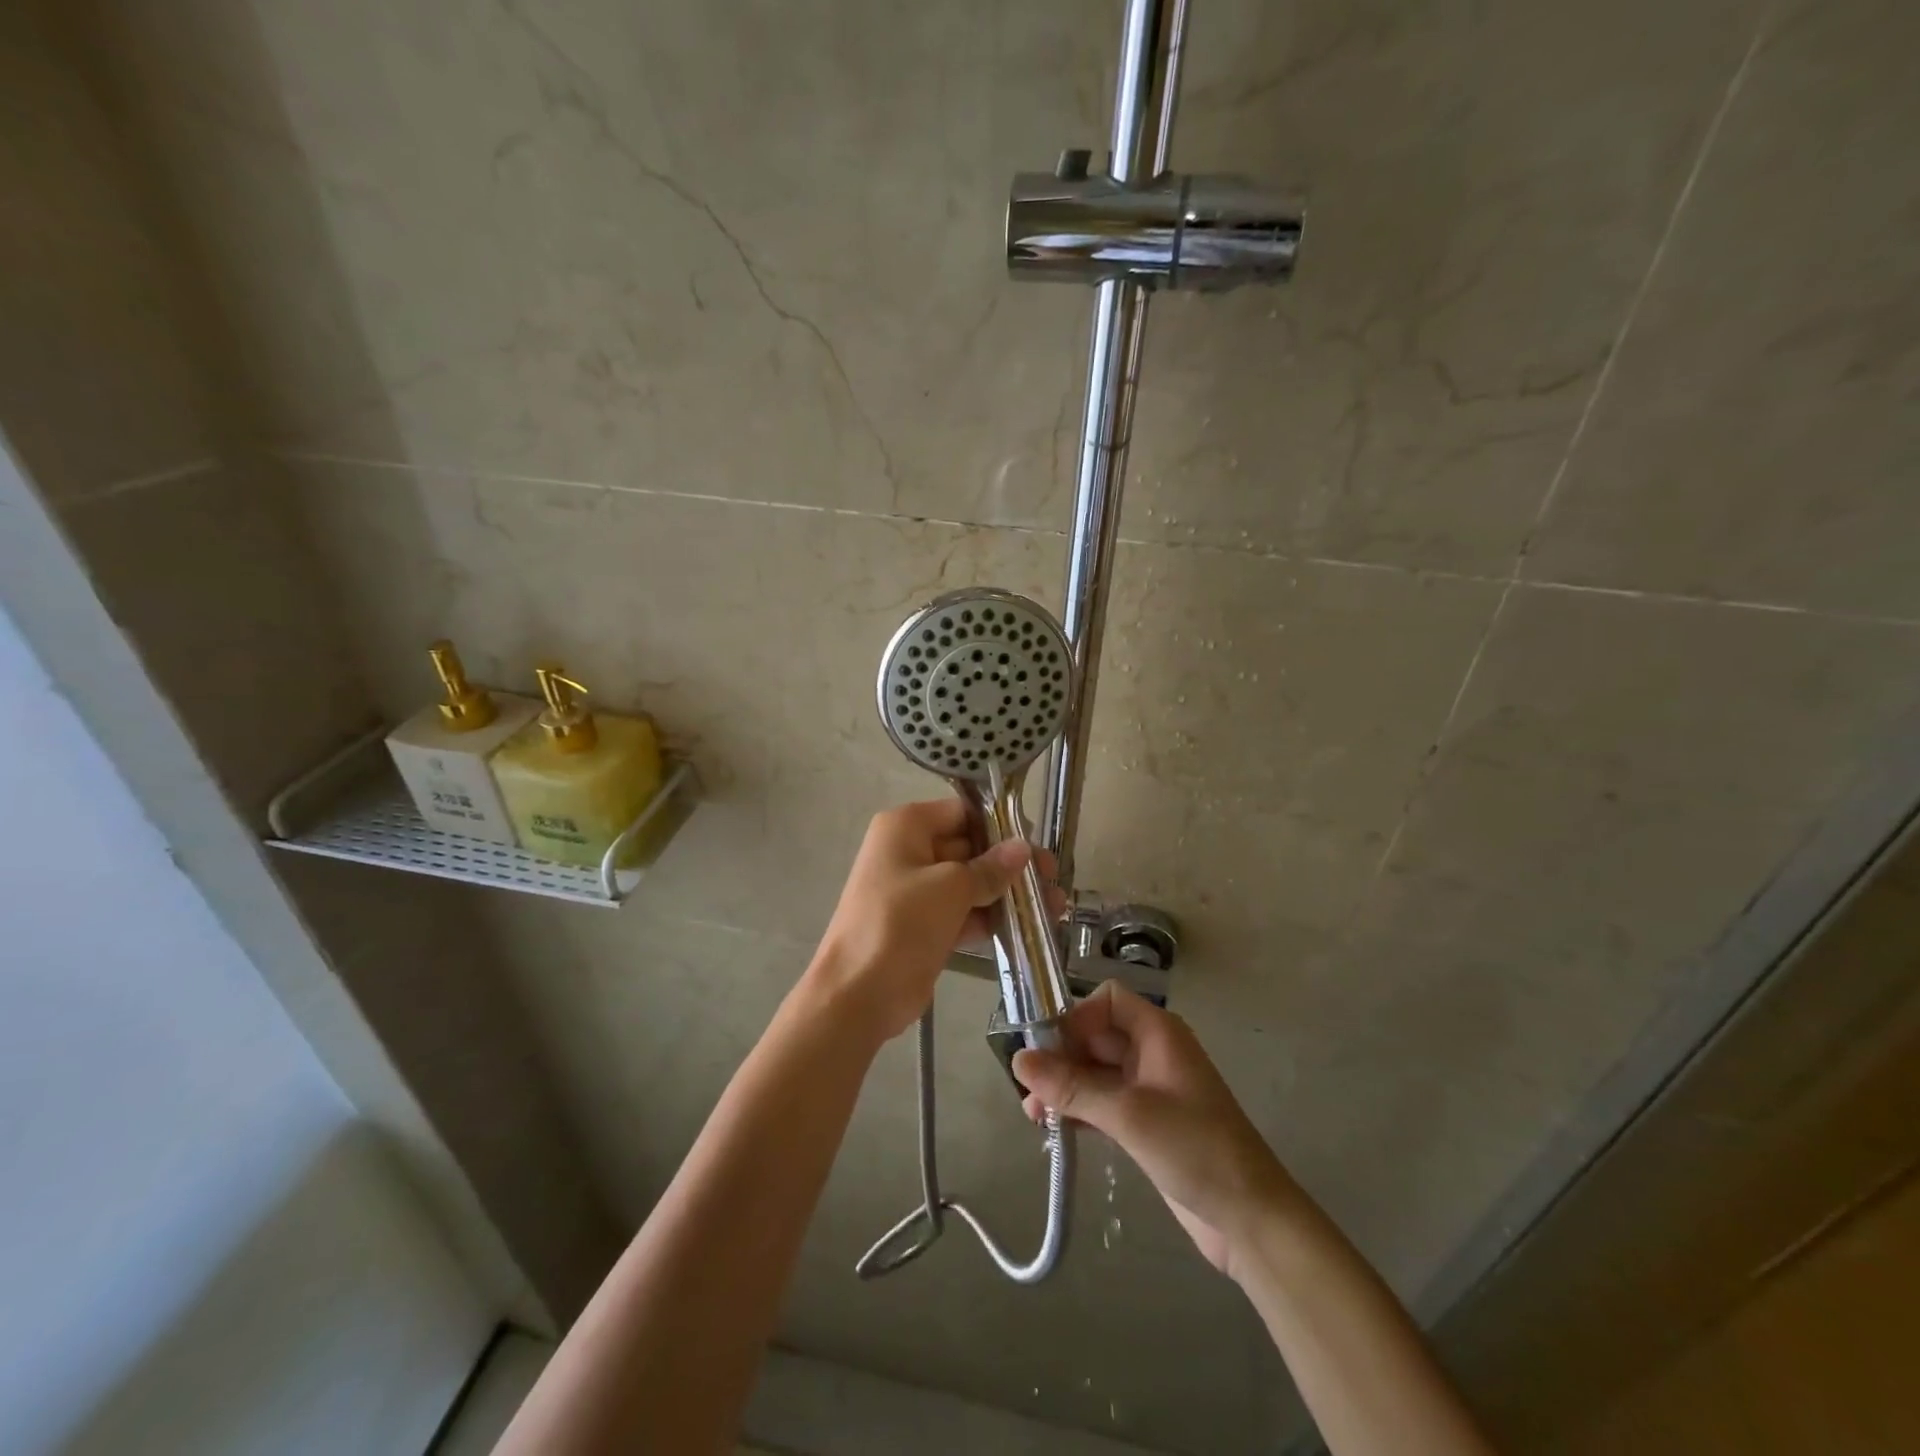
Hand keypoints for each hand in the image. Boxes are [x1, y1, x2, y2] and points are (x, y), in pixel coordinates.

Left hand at [811, 799, 1061, 1042]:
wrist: (858, 994)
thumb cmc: (900, 924)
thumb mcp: (950, 888)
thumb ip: (990, 867)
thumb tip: (1023, 848)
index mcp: (906, 827)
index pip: (962, 813)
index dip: (999, 826)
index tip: (1035, 843)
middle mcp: (909, 852)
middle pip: (969, 848)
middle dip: (1011, 864)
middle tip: (1053, 877)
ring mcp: (916, 891)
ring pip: (970, 883)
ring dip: (1008, 894)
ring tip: (1055, 905)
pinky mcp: (924, 926)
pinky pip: (963, 912)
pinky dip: (991, 918)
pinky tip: (1030, 926)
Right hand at [1012, 982, 1294, 1278]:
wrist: (1251, 1220)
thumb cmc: (1196, 1150)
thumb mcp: (1129, 1114)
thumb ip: (1072, 1087)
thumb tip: (1018, 1061)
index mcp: (1158, 1033)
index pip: (1107, 1001)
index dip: (1075, 1017)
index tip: (1047, 1049)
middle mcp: (1152, 1053)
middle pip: (1096, 1036)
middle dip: (1060, 1057)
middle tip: (1027, 1089)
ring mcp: (1150, 1089)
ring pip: (1095, 1072)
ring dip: (1065, 1087)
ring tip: (1033, 1116)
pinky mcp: (1146, 1124)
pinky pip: (1102, 1102)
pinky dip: (1079, 1110)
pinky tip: (1053, 1130)